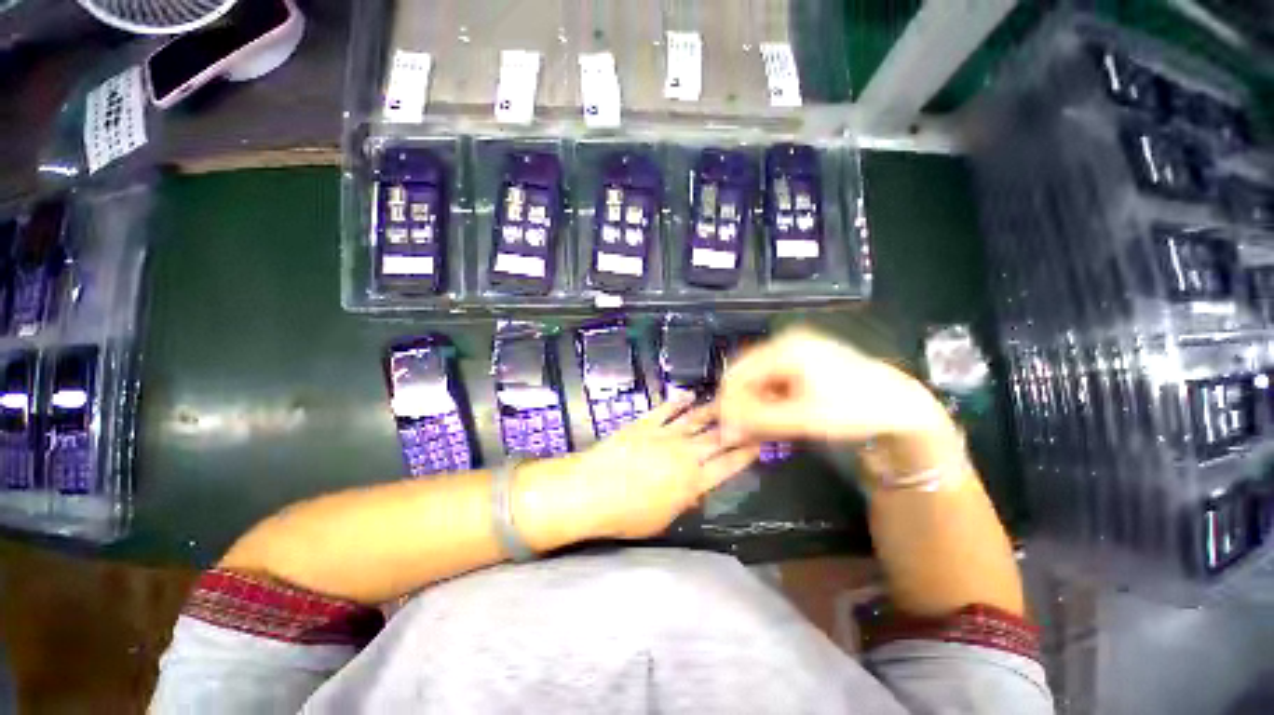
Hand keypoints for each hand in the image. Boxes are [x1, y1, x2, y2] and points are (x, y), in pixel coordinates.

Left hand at [546, 397, 759, 540]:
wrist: (592, 490)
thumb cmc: (626, 515)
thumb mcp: (662, 519)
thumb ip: (684, 501)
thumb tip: (696, 490)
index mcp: (693, 481)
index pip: (727, 466)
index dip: (744, 455)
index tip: (757, 444)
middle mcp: (684, 454)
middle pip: (717, 439)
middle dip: (736, 428)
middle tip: (750, 418)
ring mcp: (664, 435)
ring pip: (695, 420)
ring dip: (712, 411)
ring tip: (725, 403)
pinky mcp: (645, 424)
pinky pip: (666, 409)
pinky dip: (678, 401)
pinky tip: (688, 395)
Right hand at [717, 327, 955, 445]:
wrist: (900, 406)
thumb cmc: (853, 409)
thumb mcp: (802, 418)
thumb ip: (757, 420)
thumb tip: (723, 426)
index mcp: (784, 348)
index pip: (737, 372)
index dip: (727, 401)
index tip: (728, 428)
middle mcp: (786, 341)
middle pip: (746, 372)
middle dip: (741, 401)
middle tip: (745, 429)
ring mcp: (796, 347)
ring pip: (759, 375)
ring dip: (755, 400)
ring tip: (763, 424)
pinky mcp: (804, 357)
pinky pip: (774, 376)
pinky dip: (770, 395)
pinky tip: (777, 412)